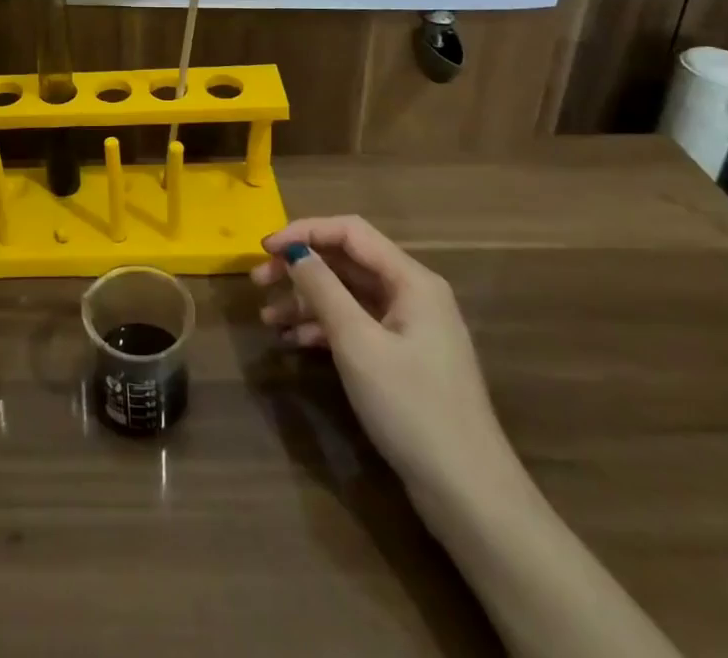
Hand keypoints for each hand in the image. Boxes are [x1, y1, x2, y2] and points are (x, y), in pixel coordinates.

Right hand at [252, 215, 514, 506]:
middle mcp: (412, 294)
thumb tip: (294, 251)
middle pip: (347, 262)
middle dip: (301, 267)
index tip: (264, 248)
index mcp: (411, 280)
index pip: (350, 232)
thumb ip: (323, 289)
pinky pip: (356, 325)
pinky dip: (324, 328)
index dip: (304, 232)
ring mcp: (409, 328)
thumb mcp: (358, 343)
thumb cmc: (412, 408)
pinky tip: (294, 342)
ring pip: (348, 295)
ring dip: (306, 300)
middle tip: (258, 282)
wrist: (469, 495)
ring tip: (268, 319)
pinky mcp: (402, 359)